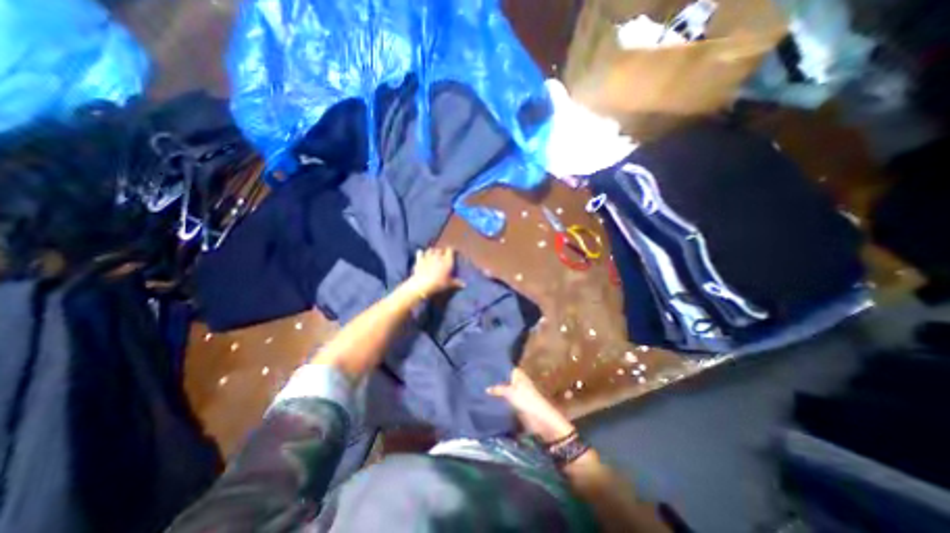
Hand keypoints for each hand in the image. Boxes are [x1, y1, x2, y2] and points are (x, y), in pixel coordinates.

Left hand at [409, 247, 464, 296]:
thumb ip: (457, 283)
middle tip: (442, 257)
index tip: (452, 254)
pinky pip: (420, 253)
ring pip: (430, 249)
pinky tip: (421, 255)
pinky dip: (421, 253)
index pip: (450, 250)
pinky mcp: (419, 260)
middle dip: (441, 252)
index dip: (451, 251)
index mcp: (447, 260)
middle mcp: (438, 256)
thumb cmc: (439, 284)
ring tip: (433, 255)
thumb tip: (465, 284)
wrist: (423, 286)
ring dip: (432, 251)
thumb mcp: (450, 284)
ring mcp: (427, 256)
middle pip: (440, 249)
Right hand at [485, 369, 574, 442]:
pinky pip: (505, 401)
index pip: (506, 368)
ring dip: (495, 391)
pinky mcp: (517, 406)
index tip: (484, 365)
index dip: (497, 366)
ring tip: (479, 390)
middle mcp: (518, 383)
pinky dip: (498, 402)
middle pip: (504, 379)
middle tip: (479, 379)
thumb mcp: (511, 392)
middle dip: (494, 380)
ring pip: (504, 391)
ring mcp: (517, 395)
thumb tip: (486, 388)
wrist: (541, 421)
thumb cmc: (527, 401)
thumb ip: (498, 389)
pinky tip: (487, 402)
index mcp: (519, 376)